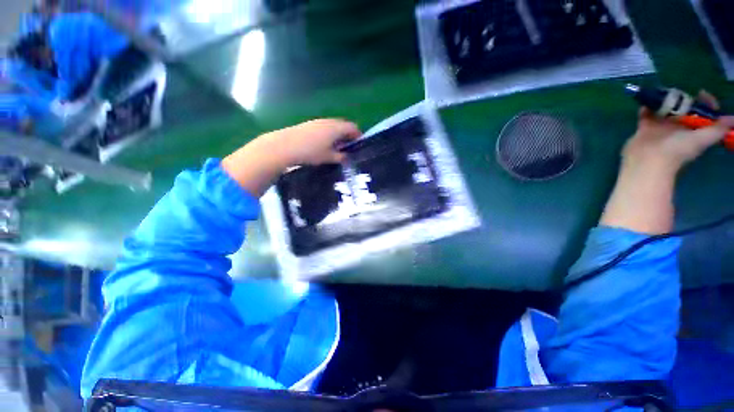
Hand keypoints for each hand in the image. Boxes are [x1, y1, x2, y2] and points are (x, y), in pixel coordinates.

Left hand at [222, 119, 360, 196]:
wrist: (285, 145)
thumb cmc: (311, 152)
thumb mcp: (328, 157)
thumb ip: (341, 157)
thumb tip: (347, 158)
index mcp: (336, 128)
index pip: (353, 127)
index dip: (358, 136)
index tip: (359, 145)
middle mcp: (329, 121)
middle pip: (344, 125)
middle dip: (348, 135)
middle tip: (348, 148)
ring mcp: (318, 122)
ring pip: (333, 126)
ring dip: (338, 134)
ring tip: (337, 147)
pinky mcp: (310, 124)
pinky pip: (325, 127)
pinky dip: (329, 134)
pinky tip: (324, 145)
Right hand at [622, 91, 733, 174]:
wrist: (649, 160)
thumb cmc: (677, 150)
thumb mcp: (701, 140)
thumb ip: (717, 129)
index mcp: (693, 130)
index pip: (703, 113)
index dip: (705, 103)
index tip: (700, 93)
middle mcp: (679, 128)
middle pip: (684, 109)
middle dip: (683, 99)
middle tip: (679, 92)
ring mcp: (661, 127)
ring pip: (665, 110)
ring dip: (665, 101)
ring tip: (663, 91)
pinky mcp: (645, 128)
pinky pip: (646, 114)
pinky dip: (646, 106)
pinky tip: (647, 99)